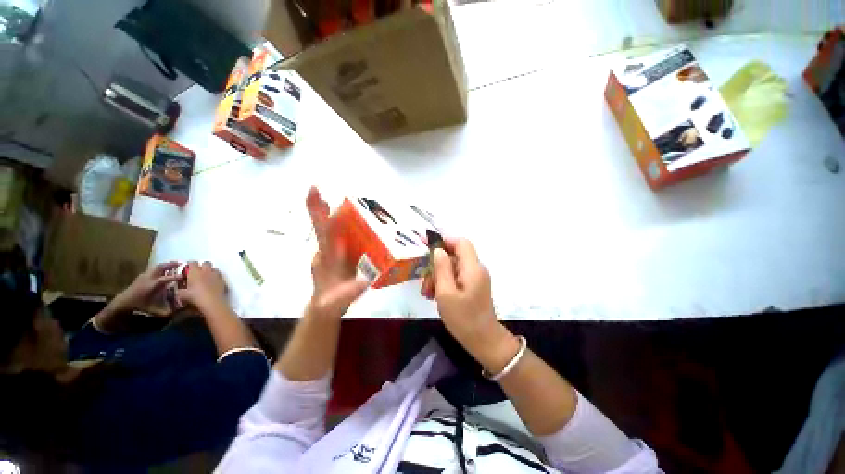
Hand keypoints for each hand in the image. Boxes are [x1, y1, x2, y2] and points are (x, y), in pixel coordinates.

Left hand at [112, 261, 182, 315]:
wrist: (122, 303)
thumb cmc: (139, 306)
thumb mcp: (153, 310)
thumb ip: (167, 311)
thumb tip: (180, 311)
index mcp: (153, 285)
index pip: (167, 278)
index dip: (177, 276)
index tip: (185, 275)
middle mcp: (149, 278)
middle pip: (161, 267)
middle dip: (171, 264)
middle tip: (182, 263)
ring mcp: (144, 276)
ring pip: (156, 267)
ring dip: (166, 265)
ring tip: (174, 264)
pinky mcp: (141, 276)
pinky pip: (152, 270)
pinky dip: (160, 268)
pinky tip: (163, 271)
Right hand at [176, 261, 227, 310]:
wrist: (212, 301)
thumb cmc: (195, 296)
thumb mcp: (182, 294)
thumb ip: (180, 290)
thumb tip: (178, 290)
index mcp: (195, 272)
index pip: (192, 262)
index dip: (190, 264)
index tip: (188, 268)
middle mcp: (206, 271)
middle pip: (205, 263)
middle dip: (202, 266)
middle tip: (198, 272)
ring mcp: (216, 275)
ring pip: (214, 268)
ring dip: (210, 271)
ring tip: (206, 277)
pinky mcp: (223, 280)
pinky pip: (220, 275)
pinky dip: (216, 277)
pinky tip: (213, 282)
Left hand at [306, 186, 367, 318]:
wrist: (326, 307)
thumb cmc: (331, 303)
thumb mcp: (338, 301)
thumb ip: (348, 293)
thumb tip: (363, 282)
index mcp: (327, 258)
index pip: (323, 234)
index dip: (320, 215)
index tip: (314, 195)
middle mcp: (326, 251)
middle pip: (322, 227)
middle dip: (318, 209)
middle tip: (315, 189)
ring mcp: (331, 252)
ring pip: (328, 230)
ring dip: (327, 212)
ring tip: (331, 197)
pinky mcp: (339, 254)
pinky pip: (338, 236)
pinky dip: (340, 224)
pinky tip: (349, 217)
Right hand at [422, 238, 518, 369]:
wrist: (484, 341)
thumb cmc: (463, 319)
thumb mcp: (446, 293)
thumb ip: (442, 269)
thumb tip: (438, 250)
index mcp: (472, 268)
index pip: (461, 242)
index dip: (444, 241)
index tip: (426, 246)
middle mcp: (476, 269)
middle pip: (454, 255)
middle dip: (437, 265)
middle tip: (425, 282)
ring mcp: (475, 278)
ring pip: (453, 267)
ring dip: (438, 276)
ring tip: (428, 293)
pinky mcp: (473, 286)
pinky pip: (457, 277)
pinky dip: (445, 282)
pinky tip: (435, 296)